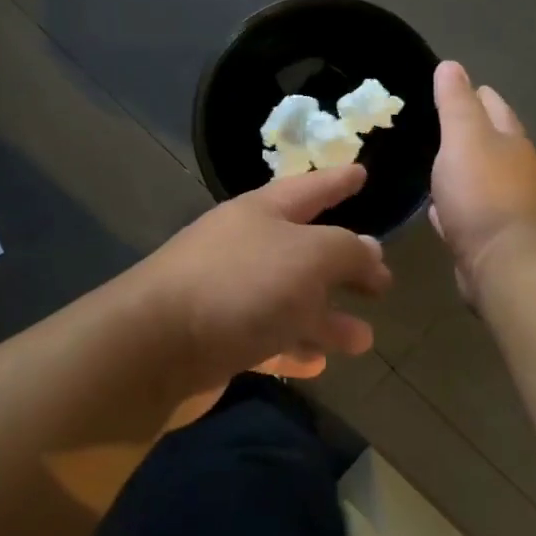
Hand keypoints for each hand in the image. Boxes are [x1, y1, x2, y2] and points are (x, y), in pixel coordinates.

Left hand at [143, 164, 390, 420]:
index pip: (310, 187)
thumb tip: (370, 250)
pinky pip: (266, 337)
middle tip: (381, 280)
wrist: (154, 347)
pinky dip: (293, 347)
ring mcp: (228, 294)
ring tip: (364, 339)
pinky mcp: (216, 338)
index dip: (338, 180)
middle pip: (304, 251)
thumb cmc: (240, 285)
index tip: (362, 172)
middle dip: (343, 265)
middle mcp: (244, 247)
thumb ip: (347, 251)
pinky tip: (317, 364)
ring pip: (289, 301)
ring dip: (326, 318)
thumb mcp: (309, 257)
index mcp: (262, 213)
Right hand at [430, 61, 535, 299]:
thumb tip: (451, 65)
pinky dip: (455, 205)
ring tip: (435, 163)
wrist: (505, 263)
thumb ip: (455, 102)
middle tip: (438, 122)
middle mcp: (516, 170)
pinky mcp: (491, 238)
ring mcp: (506, 206)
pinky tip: (438, 208)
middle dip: (471, 131)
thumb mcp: (463, 137)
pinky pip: (468, 212)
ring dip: (462, 170)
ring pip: (480, 178)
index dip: (476, 93)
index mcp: (511, 141)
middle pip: (492, 142)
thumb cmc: (483, 192)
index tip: (454, 85)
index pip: (494, 106)